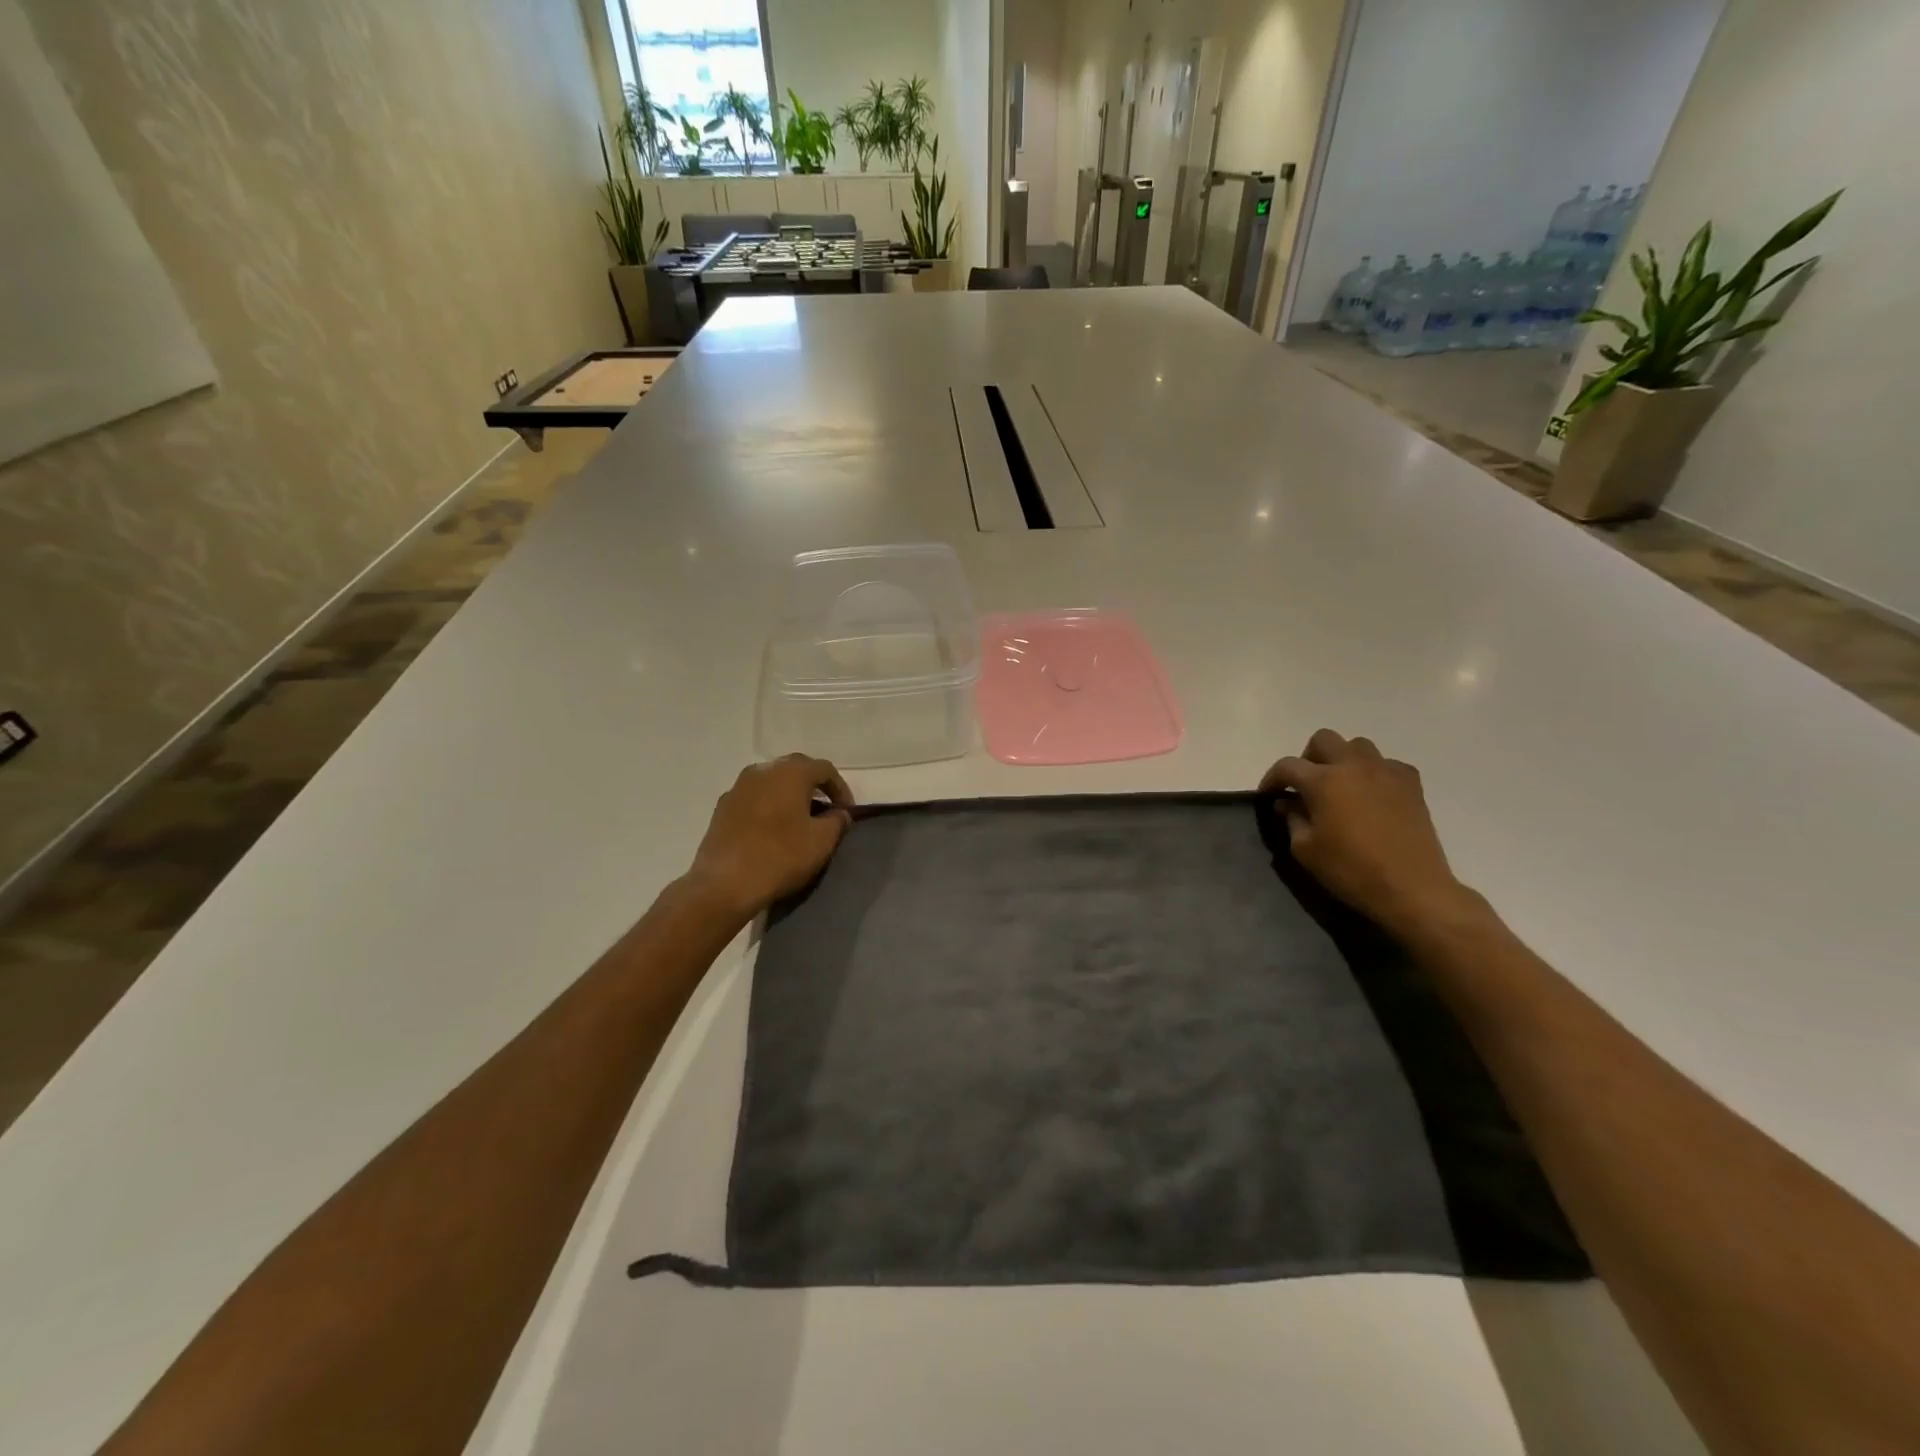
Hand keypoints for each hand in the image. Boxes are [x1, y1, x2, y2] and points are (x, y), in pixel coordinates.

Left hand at [685, 756, 853, 922]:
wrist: (724, 884)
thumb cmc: (780, 857)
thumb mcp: (822, 841)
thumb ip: (837, 821)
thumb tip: (839, 813)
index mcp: (790, 773)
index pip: (824, 769)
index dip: (841, 789)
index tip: (846, 812)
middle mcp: (762, 771)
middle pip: (796, 769)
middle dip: (814, 786)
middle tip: (826, 810)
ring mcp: (738, 787)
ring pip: (772, 782)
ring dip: (789, 795)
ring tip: (799, 820)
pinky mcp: (722, 807)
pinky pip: (754, 798)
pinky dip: (769, 806)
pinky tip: (772, 830)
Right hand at [1260, 729, 1470, 934]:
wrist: (1412, 888)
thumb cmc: (1350, 870)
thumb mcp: (1305, 849)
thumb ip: (1292, 819)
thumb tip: (1288, 803)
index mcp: (1323, 780)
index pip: (1287, 765)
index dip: (1272, 778)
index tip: (1268, 794)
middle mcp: (1354, 766)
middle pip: (1324, 739)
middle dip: (1308, 757)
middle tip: (1305, 785)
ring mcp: (1386, 772)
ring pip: (1358, 745)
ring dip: (1342, 759)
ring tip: (1340, 785)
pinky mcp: (1412, 785)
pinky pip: (1387, 764)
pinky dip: (1374, 772)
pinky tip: (1372, 795)